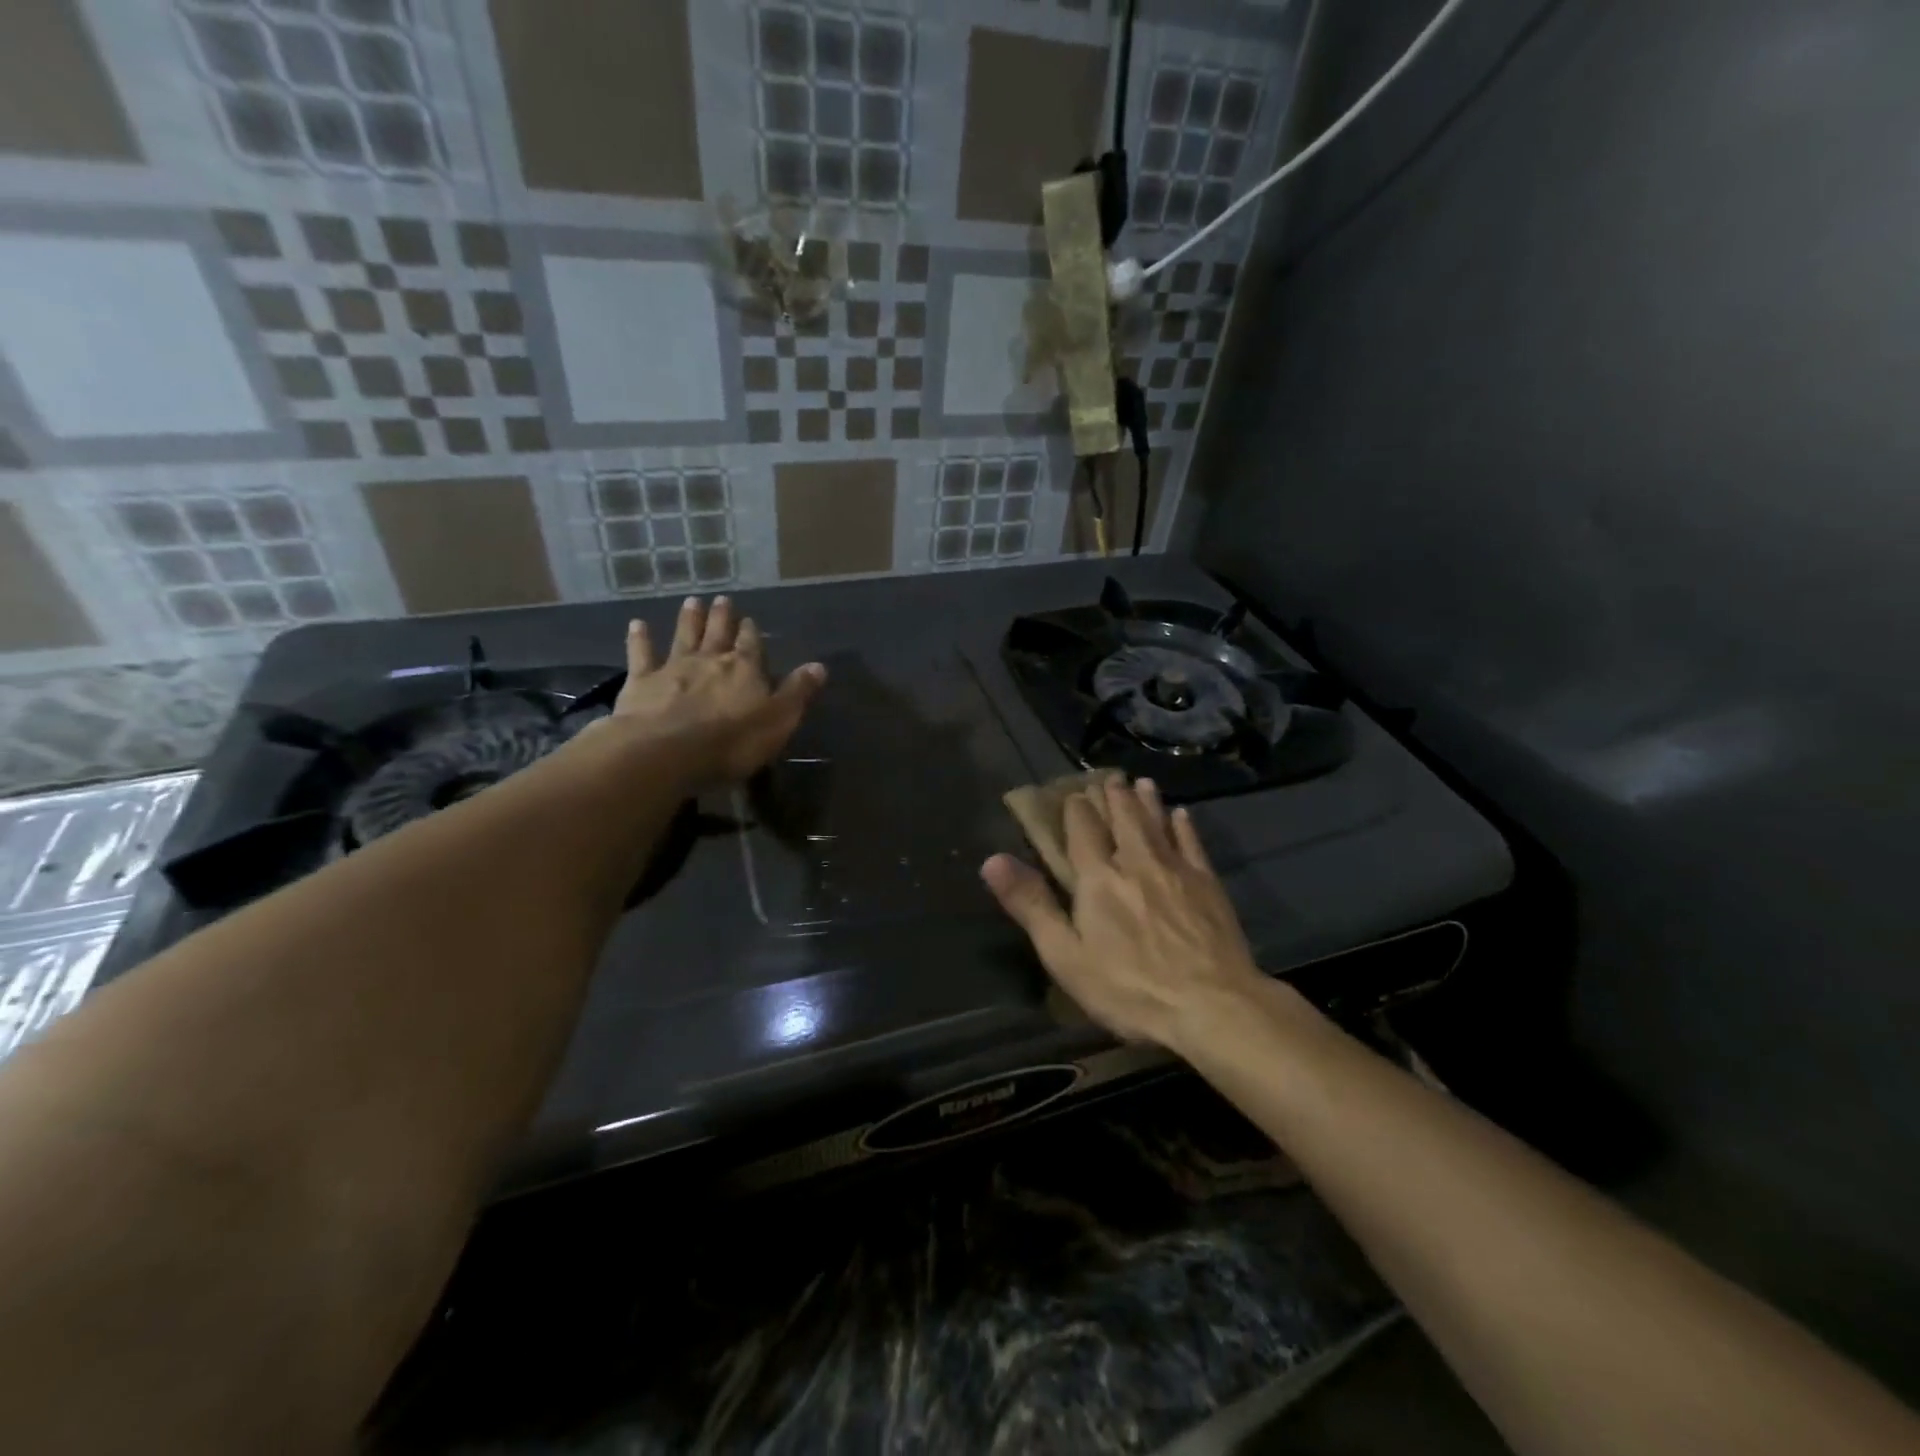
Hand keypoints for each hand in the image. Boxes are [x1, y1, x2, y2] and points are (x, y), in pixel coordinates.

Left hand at [611, 595, 825, 783]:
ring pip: (684, 636)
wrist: (667, 751)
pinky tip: (637, 624)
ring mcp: (673, 667)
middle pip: (718, 633)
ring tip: (692, 601)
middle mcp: (710, 660)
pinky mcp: (641, 681)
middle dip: (722, 617)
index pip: (752, 645)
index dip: (751, 633)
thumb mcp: (778, 720)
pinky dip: (639, 638)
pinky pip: (641, 654)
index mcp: (745, 669)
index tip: (750, 620)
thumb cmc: (732, 741)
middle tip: (722, 599)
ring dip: (689, 619)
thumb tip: (819, 666)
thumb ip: (797, 692)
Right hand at [981, 777, 1268, 1049]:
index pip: (1083, 830)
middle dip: (1113, 797)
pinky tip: (1182, 815)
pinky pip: (1192, 844)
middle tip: (1109, 777)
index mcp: (1097, 877)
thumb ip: (1031, 905)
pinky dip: (1184, 826)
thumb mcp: (1065, 955)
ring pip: (1156, 824)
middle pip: (1122, 819)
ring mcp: (1175, 870)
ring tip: (1141, 782)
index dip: (1077, 809)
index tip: (1073, 793)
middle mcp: (1135, 862)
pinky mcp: (1208, 884)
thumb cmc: (1129, 988)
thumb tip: (992, 860)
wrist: (1211, 1004)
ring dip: (1146, 801)